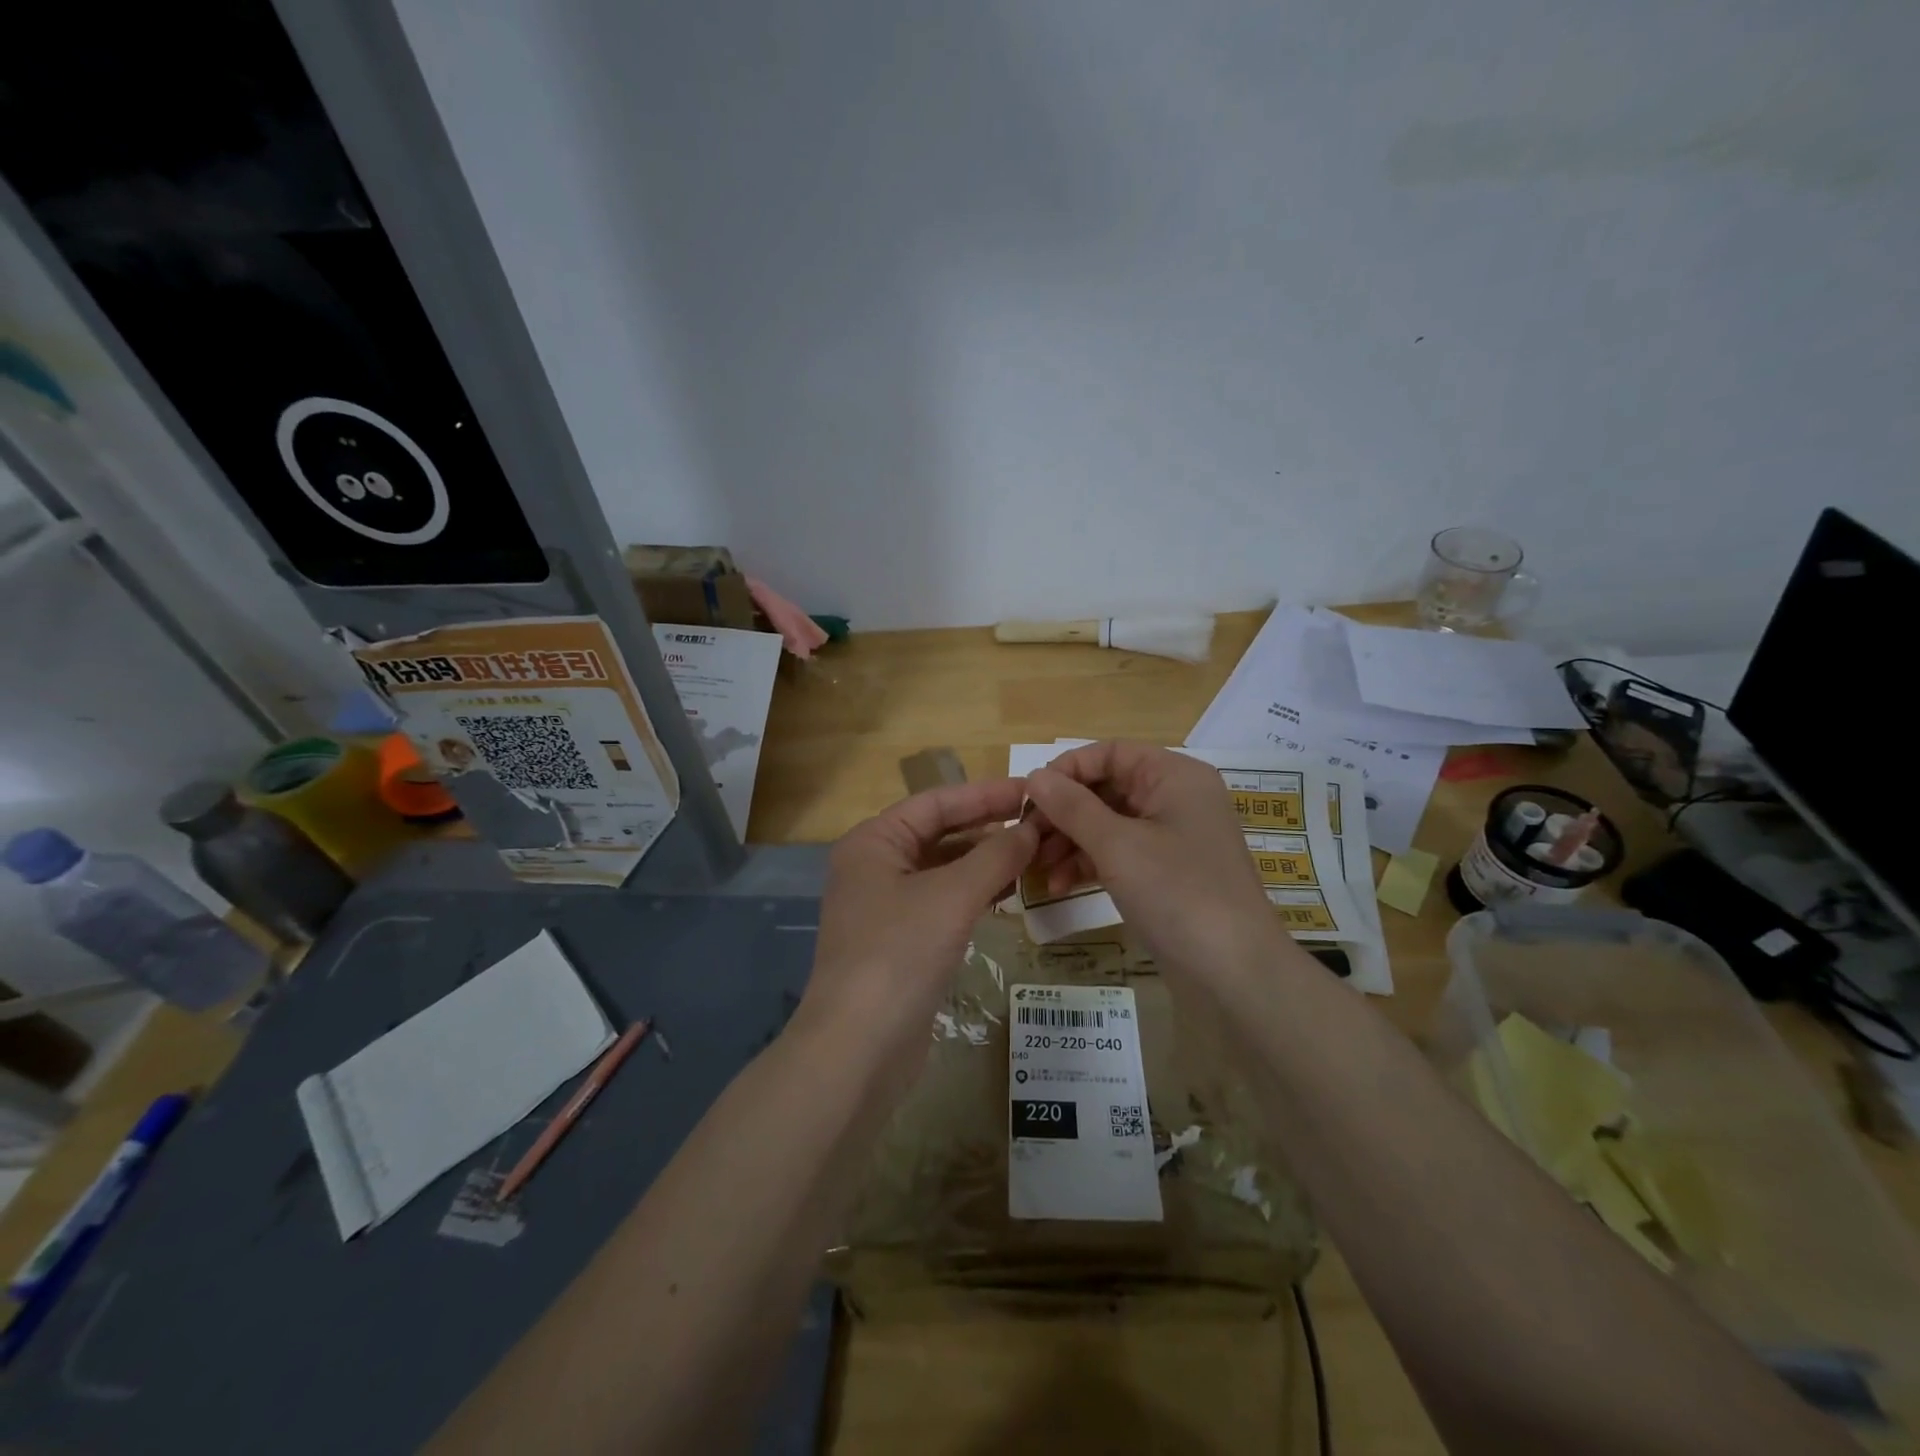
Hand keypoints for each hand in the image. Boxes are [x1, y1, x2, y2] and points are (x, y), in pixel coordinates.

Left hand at [798, 778, 1037, 1065]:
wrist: (858, 1048)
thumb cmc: (899, 954)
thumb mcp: (952, 897)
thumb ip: (996, 856)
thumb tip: (1031, 829)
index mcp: (874, 842)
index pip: (936, 803)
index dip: (985, 794)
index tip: (1031, 790)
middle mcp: (875, 866)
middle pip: (939, 834)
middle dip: (988, 828)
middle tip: (1040, 823)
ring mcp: (885, 906)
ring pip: (943, 870)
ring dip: (985, 861)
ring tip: (1034, 855)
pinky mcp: (900, 941)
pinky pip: (943, 902)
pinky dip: (974, 893)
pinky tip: (1008, 892)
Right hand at [1024, 741, 1284, 983]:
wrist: (1235, 974)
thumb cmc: (1178, 894)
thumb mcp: (1117, 846)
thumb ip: (1072, 807)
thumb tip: (1034, 776)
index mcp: (1174, 776)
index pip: (1110, 753)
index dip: (1067, 770)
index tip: (1029, 798)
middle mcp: (1175, 798)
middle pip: (1106, 789)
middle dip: (1063, 812)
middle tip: (1026, 838)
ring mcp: (1172, 838)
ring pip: (1108, 824)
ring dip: (1069, 842)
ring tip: (1036, 869)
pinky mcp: (1166, 873)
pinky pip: (1119, 854)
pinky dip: (1089, 864)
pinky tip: (1059, 886)